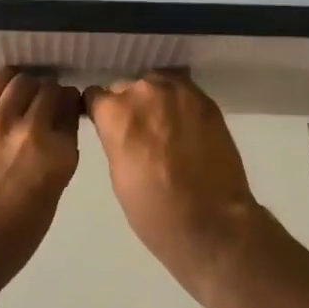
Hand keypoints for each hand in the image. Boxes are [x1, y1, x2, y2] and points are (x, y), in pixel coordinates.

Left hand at [0, 67, 82, 291]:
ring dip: (30, 85)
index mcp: (61, 156)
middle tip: (45, 104)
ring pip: (24, 80)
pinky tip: (6, 90)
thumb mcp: (49, 203)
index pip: (72, 112)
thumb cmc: (9, 243)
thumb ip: (56, 163)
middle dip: (52, 94)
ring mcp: (1, 121)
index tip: (65, 112)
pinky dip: (6, 80)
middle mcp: (35, 131)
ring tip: (24, 97)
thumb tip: (54, 137)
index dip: (69, 109)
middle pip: (51, 90)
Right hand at [83, 72, 261, 297]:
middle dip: (130, 106)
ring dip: (156, 100)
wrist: (213, 223)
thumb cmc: (155, 210)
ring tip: (167, 126)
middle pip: (127, 87)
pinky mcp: (205, 99)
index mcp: (115, 113)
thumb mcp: (118, 173)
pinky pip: (183, 90)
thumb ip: (115, 138)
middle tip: (142, 132)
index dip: (100, 111)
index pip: (95, 96)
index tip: (108, 125)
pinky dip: (181, 103)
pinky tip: (187, 124)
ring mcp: (178, 92)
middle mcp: (143, 92)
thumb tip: (119, 128)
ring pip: (157, 84)